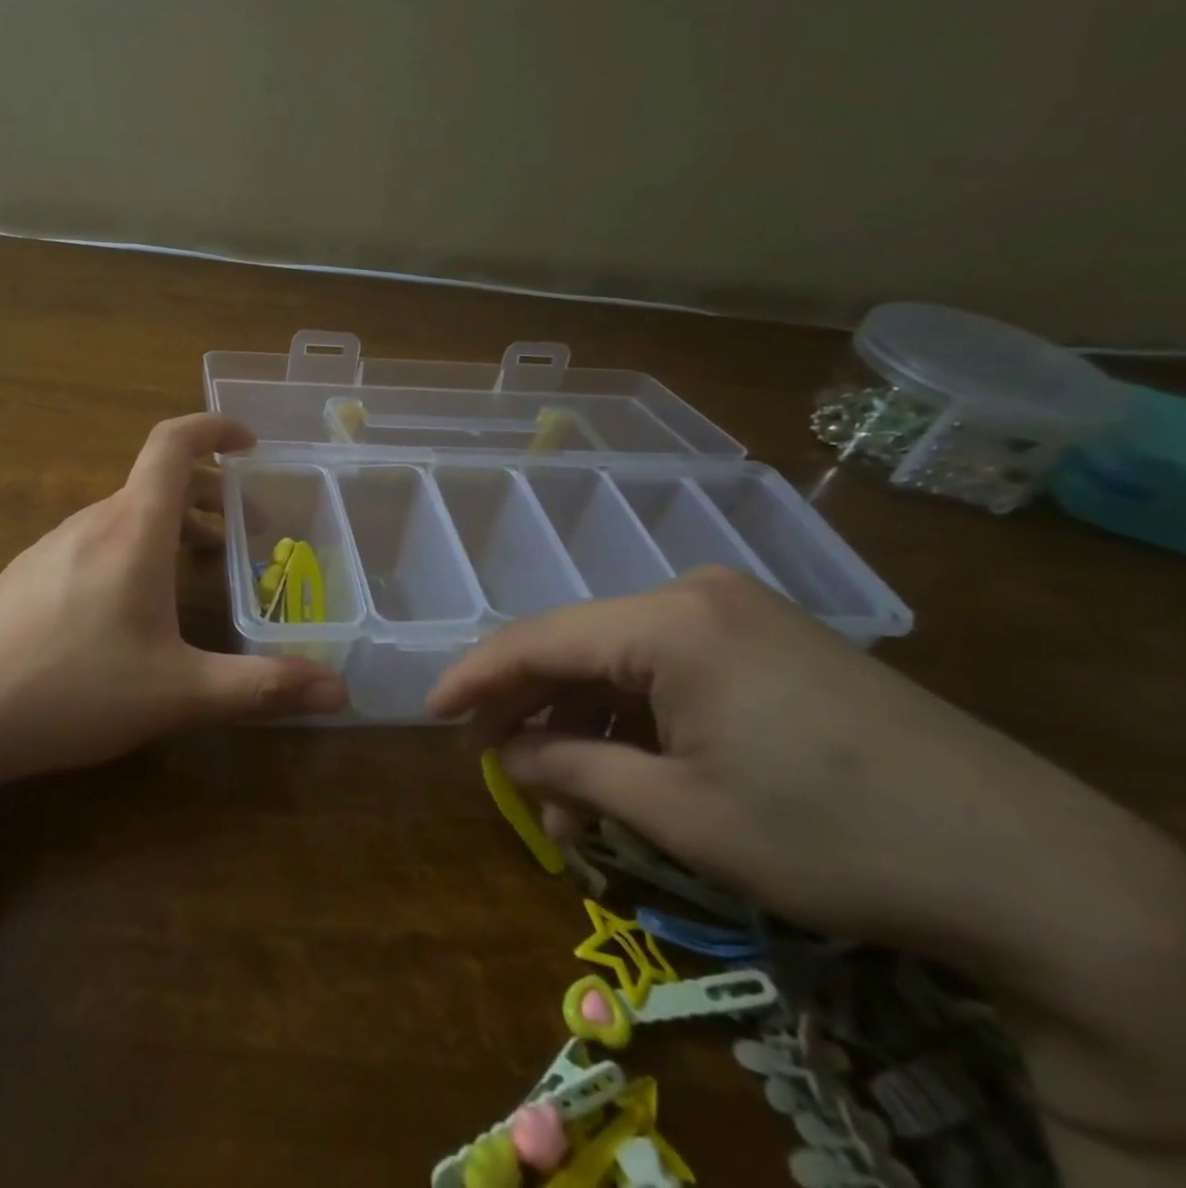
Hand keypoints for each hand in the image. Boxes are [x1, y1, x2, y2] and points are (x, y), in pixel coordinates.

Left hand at [0, 413, 346, 782]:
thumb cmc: (71, 687)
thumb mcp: (178, 692)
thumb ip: (259, 687)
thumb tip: (339, 689)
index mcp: (132, 529)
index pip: (173, 444)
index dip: (214, 427)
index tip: (250, 442)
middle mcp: (92, 523)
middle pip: (154, 480)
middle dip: (206, 492)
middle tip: (241, 528)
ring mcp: (52, 546)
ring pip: (124, 514)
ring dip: (169, 524)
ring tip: (198, 567)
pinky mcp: (27, 575)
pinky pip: (95, 541)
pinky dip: (134, 548)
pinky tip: (133, 607)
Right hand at [429, 566, 1185, 1173]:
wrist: (1035, 870)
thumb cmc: (832, 836)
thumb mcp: (680, 813)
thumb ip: (572, 771)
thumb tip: (504, 753)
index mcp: (668, 621)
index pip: (539, 639)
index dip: (476, 676)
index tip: (430, 712)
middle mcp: (694, 595)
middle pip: (577, 645)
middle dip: (529, 705)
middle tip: (491, 758)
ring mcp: (737, 612)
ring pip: (620, 659)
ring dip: (581, 718)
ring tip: (559, 787)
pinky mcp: (768, 640)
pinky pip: (668, 666)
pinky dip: (632, 714)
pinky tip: (620, 762)